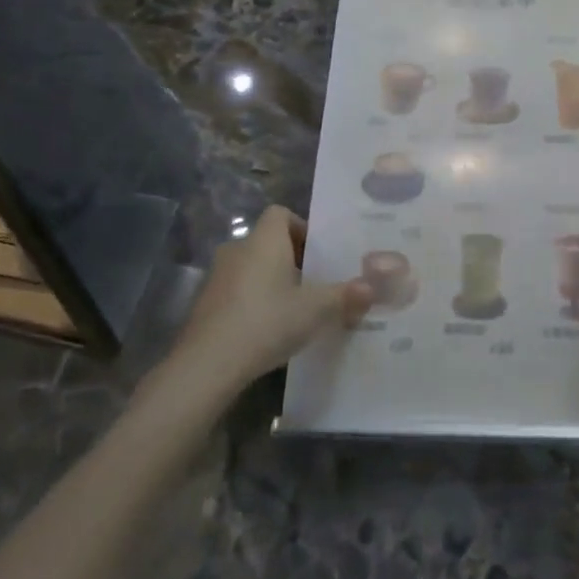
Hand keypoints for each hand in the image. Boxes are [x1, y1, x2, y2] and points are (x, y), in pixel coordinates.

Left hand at [169, 206, 370, 386]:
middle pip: (267, 242)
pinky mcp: (204, 306)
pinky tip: (267, 329)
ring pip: (251, 268)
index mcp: (264, 241)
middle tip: (313, 282)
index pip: (280, 213)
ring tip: (293, 308)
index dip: (300, 227)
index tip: (318, 253)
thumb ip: (346, 296)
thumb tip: (373, 288)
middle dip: (290, 258)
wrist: (207, 365)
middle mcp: (237, 250)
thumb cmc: (267, 321)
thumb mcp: (316, 309)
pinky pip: (236, 292)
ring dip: (270, 281)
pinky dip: (252, 302)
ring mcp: (216, 278)